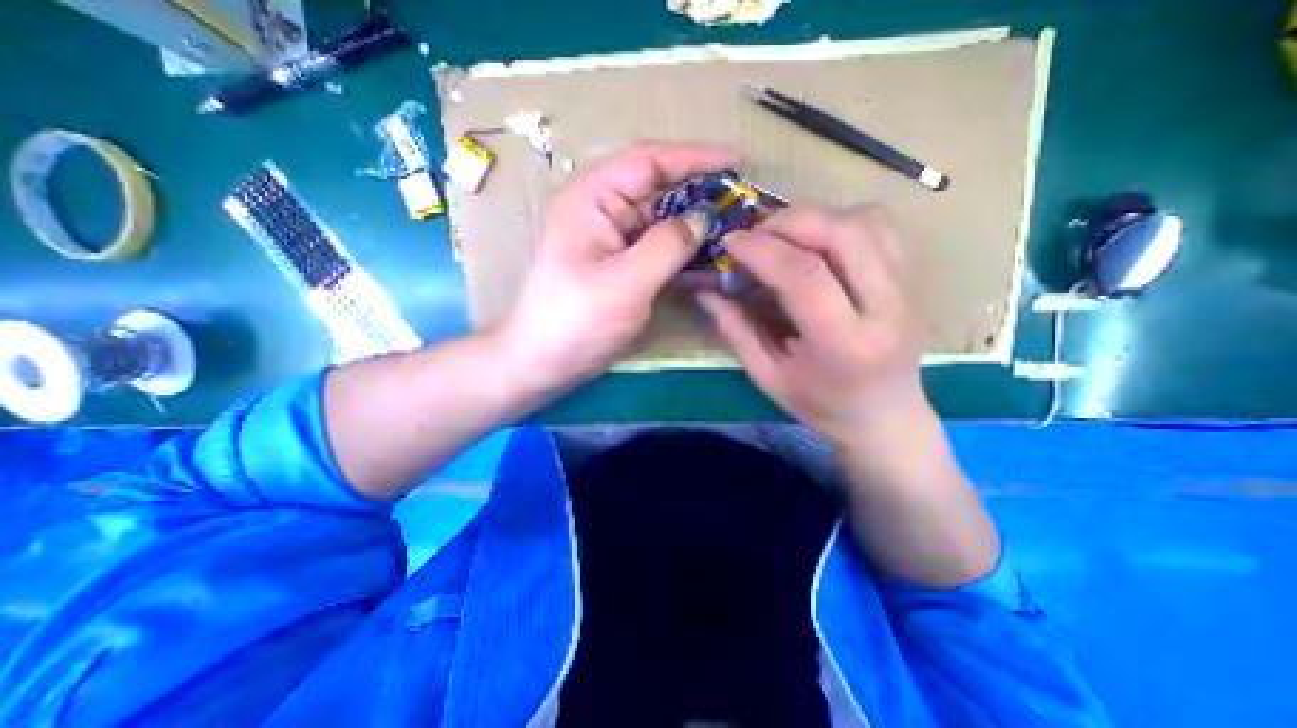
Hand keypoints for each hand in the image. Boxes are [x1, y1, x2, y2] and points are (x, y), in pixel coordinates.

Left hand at [498, 143, 739, 392]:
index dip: (694, 157)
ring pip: (663, 221)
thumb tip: (703, 218)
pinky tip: (711, 259)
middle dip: (700, 193)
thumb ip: (667, 246)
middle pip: (658, 190)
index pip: (648, 162)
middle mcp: (604, 212)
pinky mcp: (623, 266)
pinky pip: (660, 250)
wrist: (546, 361)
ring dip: (696, 225)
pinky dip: (685, 252)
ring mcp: (614, 241)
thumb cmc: (576, 321)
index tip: (736, 160)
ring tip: (735, 229)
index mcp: (593, 200)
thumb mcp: (625, 283)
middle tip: (742, 202)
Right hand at [695, 203, 925, 445]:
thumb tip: (705, 291)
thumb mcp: (767, 376)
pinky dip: (839, 219)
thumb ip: (736, 330)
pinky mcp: (912, 275)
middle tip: (754, 236)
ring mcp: (907, 286)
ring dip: (814, 217)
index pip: (804, 275)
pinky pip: (879, 224)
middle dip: (787, 222)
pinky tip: (815, 241)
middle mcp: (886, 307)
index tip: (730, 244)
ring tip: (782, 237)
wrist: (884, 414)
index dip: (761, 250)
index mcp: (845, 344)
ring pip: (864, 219)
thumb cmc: (821, 404)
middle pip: (841, 232)